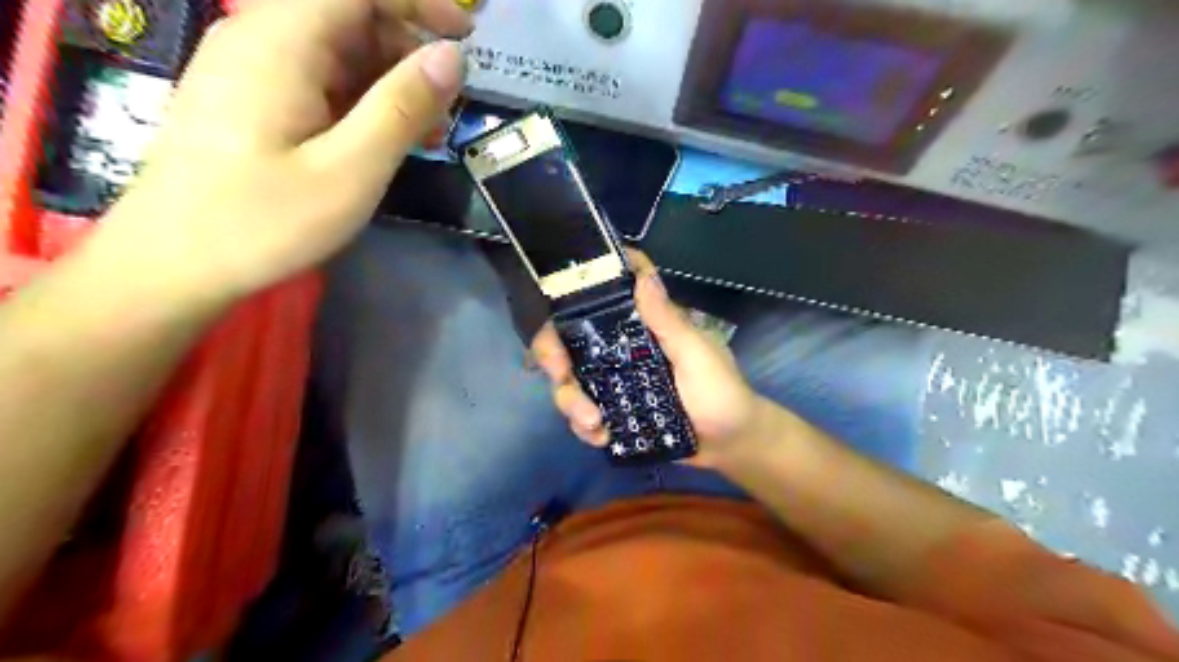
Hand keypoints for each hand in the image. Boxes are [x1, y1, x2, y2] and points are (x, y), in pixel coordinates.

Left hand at [98, 0, 473, 296]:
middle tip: (448, 105)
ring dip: (390, 81)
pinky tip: (385, 139)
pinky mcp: (254, 99)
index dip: (417, 2)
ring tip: (427, 131)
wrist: (173, 264)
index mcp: (281, 43)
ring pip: (339, 49)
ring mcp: (253, 69)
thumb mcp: (350, 171)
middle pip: (350, 15)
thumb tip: (451, 57)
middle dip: (409, 49)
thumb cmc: (264, 221)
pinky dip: (363, 100)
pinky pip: (320, 79)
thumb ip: (401, 108)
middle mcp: (261, 38)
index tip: (466, 39)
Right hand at [536, 251, 773, 468]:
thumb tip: (642, 275)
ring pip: (569, 381)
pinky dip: (583, 427)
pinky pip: (582, 415)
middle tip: (561, 378)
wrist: (731, 444)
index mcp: (640, 326)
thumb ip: (669, 321)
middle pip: (567, 341)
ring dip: (570, 402)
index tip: (556, 298)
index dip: (575, 291)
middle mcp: (619, 349)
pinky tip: (602, 438)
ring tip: (595, 425)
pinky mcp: (613, 411)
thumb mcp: (697, 354)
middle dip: (553, 358)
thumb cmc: (721, 391)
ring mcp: (613, 382)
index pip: (602, 298)